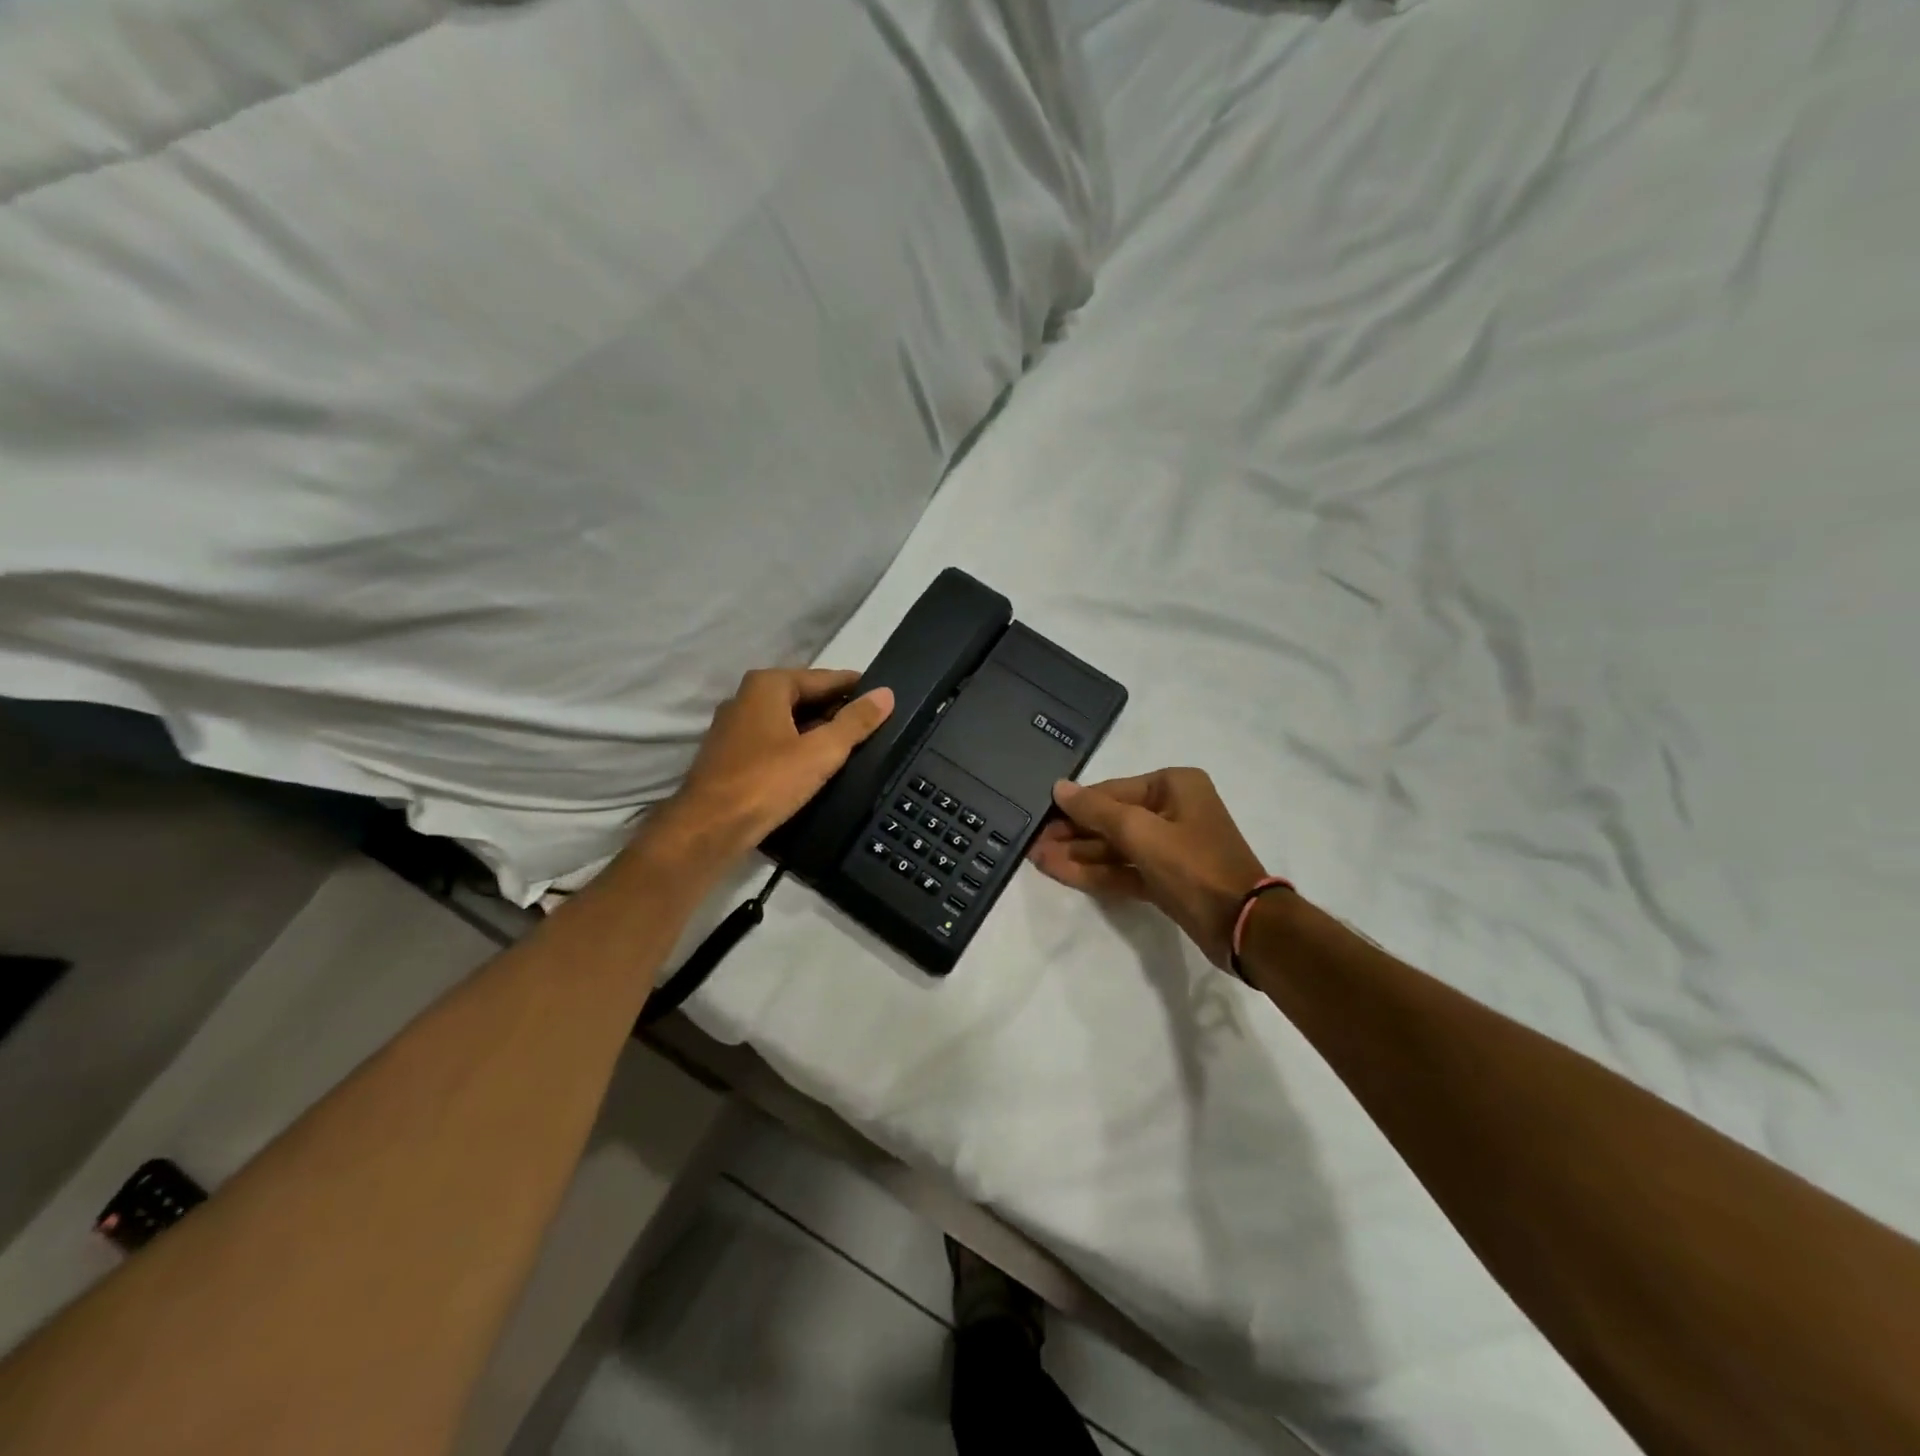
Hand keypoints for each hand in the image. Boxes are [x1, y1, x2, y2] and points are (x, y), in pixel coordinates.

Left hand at [642, 668, 893, 869]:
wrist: (709, 828)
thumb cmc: (767, 782)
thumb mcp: (821, 752)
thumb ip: (855, 722)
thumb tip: (886, 694)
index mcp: (768, 685)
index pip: (823, 678)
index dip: (854, 686)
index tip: (882, 694)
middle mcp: (747, 697)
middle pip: (803, 696)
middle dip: (836, 708)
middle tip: (873, 723)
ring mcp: (734, 727)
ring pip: (787, 720)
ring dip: (816, 729)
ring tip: (851, 744)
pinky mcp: (730, 755)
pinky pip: (773, 740)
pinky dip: (797, 745)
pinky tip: (816, 764)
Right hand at [1030, 768, 1267, 966]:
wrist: (1243, 926)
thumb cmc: (1193, 865)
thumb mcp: (1140, 832)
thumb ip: (1095, 810)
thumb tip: (1059, 787)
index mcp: (1173, 786)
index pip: (1111, 791)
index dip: (1074, 806)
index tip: (1039, 818)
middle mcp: (1172, 810)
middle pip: (1111, 819)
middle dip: (1072, 834)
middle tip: (1032, 844)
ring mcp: (1170, 847)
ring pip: (1114, 848)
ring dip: (1078, 855)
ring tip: (1036, 860)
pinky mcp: (1166, 879)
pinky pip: (1124, 870)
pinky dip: (1095, 873)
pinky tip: (1060, 872)